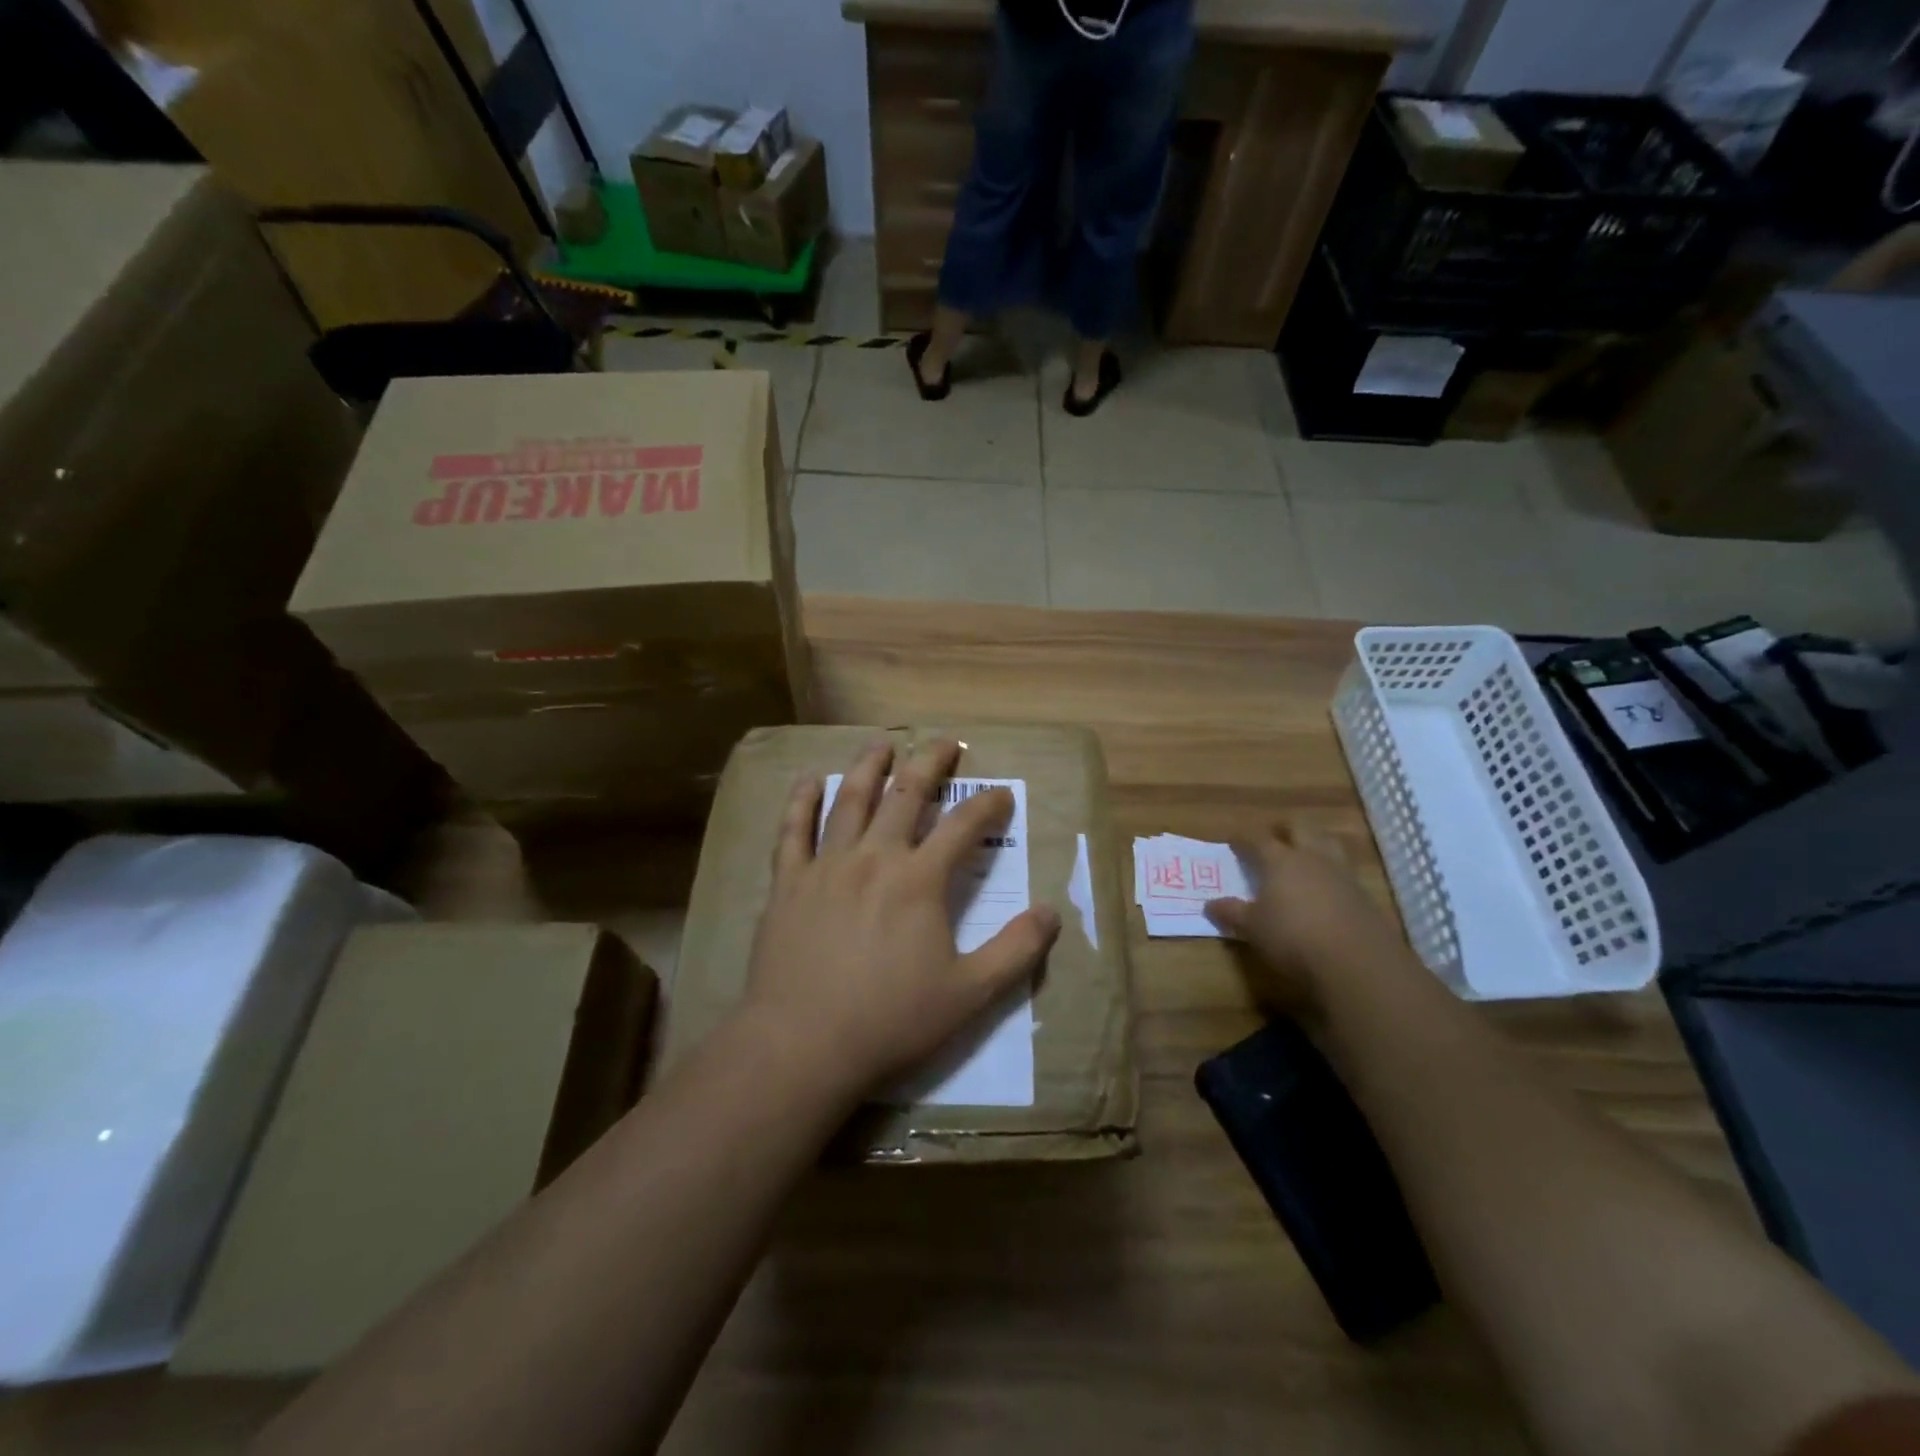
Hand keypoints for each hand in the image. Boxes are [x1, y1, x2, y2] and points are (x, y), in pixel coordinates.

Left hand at [741, 737, 1060, 1099]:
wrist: (804, 1044)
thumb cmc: (891, 1019)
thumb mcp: (970, 994)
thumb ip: (1015, 951)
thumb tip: (1051, 912)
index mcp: (919, 880)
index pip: (964, 827)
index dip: (988, 805)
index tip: (1002, 794)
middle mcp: (875, 857)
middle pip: (906, 795)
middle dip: (930, 763)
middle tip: (945, 742)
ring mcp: (827, 865)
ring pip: (850, 800)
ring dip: (869, 767)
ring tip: (882, 743)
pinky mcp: (789, 883)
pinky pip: (793, 830)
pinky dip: (801, 801)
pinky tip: (807, 780)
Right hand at [1204, 825, 1413, 1015]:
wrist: (1356, 961)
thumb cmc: (1292, 937)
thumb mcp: (1253, 928)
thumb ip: (1232, 912)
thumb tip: (1210, 904)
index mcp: (1280, 860)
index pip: (1257, 839)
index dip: (1243, 838)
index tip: (1233, 840)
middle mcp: (1311, 858)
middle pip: (1300, 828)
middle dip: (1285, 828)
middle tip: (1274, 835)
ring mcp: (1341, 873)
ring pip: (1328, 842)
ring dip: (1315, 842)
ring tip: (1305, 852)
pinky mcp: (1363, 894)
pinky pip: (1344, 869)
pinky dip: (1332, 870)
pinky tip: (1326, 885)